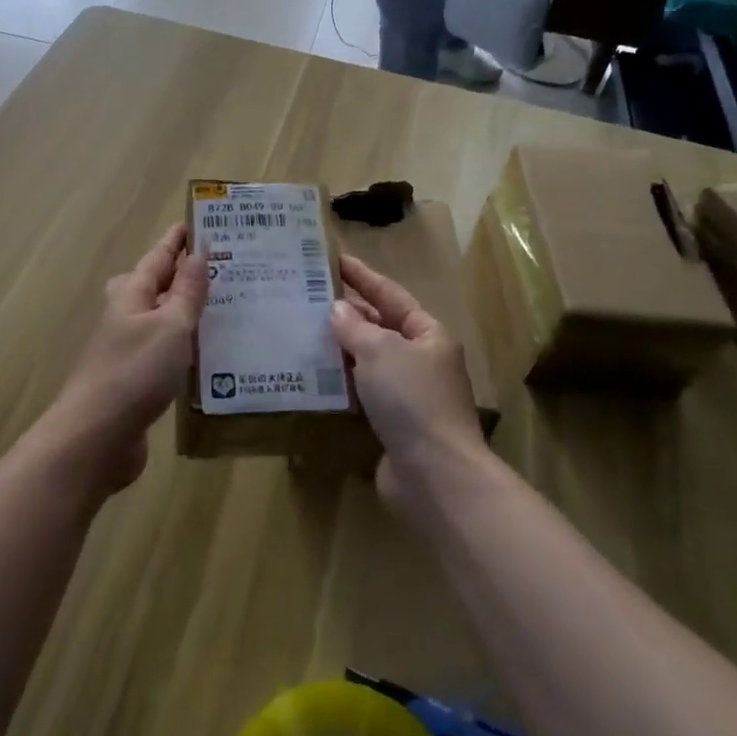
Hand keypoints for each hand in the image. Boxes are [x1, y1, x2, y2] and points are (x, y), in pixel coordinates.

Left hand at [49, 224, 206, 492]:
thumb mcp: (171, 325)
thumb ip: (187, 291)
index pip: (159, 256)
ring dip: (184, 309)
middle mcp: (125, 315)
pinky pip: (163, 349)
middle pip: (153, 284)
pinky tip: (204, 353)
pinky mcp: (133, 379)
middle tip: (218, 267)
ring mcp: (126, 348)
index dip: (177, 240)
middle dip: (181, 273)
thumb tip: (198, 252)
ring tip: (221, 305)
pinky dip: (182, 343)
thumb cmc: (136, 371)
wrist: (96, 437)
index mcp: (131, 293)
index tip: (198, 223)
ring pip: (159, 318)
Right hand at [330, 255, 488, 511]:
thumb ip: (355, 327)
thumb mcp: (381, 351)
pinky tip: (313, 379)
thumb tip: (337, 309)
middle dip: (347, 315)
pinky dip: (341, 385)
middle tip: (307, 299)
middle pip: (380, 328)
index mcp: (428, 335)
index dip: (362, 276)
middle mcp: (421, 361)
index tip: (334, 260)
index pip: (390, 295)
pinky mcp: (392, 426)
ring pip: (368, 363)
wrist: (435, 476)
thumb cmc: (412, 399)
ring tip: (302, 334)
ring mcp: (408, 396)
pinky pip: (362, 395)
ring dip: (339, 351)